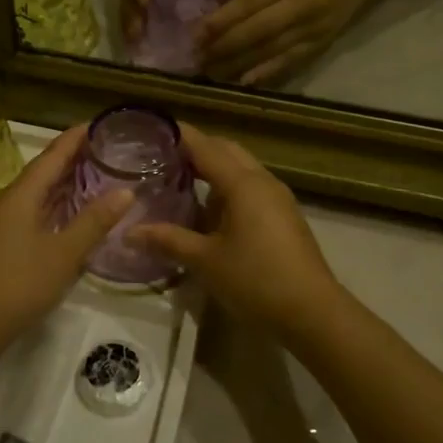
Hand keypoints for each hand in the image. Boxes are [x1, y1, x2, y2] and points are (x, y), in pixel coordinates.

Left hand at [0, 126, 131, 362]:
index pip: (51, 156)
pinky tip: (71, 215)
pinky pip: (32, 212)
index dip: (74, 139)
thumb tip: (126, 191)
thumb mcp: (64, 253)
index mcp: (20, 195)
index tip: (98, 123)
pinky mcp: (1, 244)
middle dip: (72, 158)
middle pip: (43, 171)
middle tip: (105, 148)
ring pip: (37, 194)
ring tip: (94, 175)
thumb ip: (94, 221)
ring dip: (63, 183)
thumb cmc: (18, 283)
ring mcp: (1, 223)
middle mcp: (8, 201)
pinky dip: (55, 206)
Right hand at [131, 124, 347, 338]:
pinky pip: (251, 188)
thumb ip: (168, 240)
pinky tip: (209, 210)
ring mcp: (277, 198)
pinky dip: (227, 188)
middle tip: (162, 156)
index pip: (205, 147)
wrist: (313, 312)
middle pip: (226, 151)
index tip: (153, 129)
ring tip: (180, 181)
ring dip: (213, 169)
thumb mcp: (205, 261)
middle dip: (196, 149)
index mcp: (242, 183)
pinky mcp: (284, 216)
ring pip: (241, 169)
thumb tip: (129, 231)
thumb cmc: (256, 280)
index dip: (179, 136)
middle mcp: (262, 181)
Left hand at [199, 0, 382, 86]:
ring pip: (269, 51)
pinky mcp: (321, 44)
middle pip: (255, 32)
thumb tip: (216, 4)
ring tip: (212, 73)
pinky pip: (290, 62)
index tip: (194, 34)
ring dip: (238, 65)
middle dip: (223, 48)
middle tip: (196, 59)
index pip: (247, 4)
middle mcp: (299, 7)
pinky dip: (266, 73)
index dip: (219, 21)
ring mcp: (312, 29)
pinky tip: (245, 82)